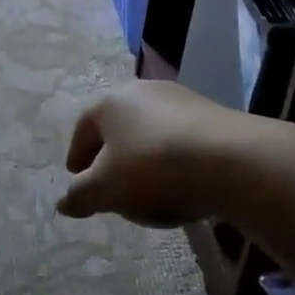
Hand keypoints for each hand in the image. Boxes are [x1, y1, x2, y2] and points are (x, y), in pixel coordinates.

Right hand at [56, 80, 249, 227]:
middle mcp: (141, 91)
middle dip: (109, 154)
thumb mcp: (107, 190)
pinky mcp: (212, 113)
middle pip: (116, 125)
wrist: (232, 160)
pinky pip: (179, 137)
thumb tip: (63, 203)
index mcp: (109, 102)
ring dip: (142, 155)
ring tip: (147, 187)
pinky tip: (180, 181)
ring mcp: (179, 98)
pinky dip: (172, 157)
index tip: (77, 179)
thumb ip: (81, 196)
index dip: (76, 156)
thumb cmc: (153, 169)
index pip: (82, 128)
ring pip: (149, 129)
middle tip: (109, 183)